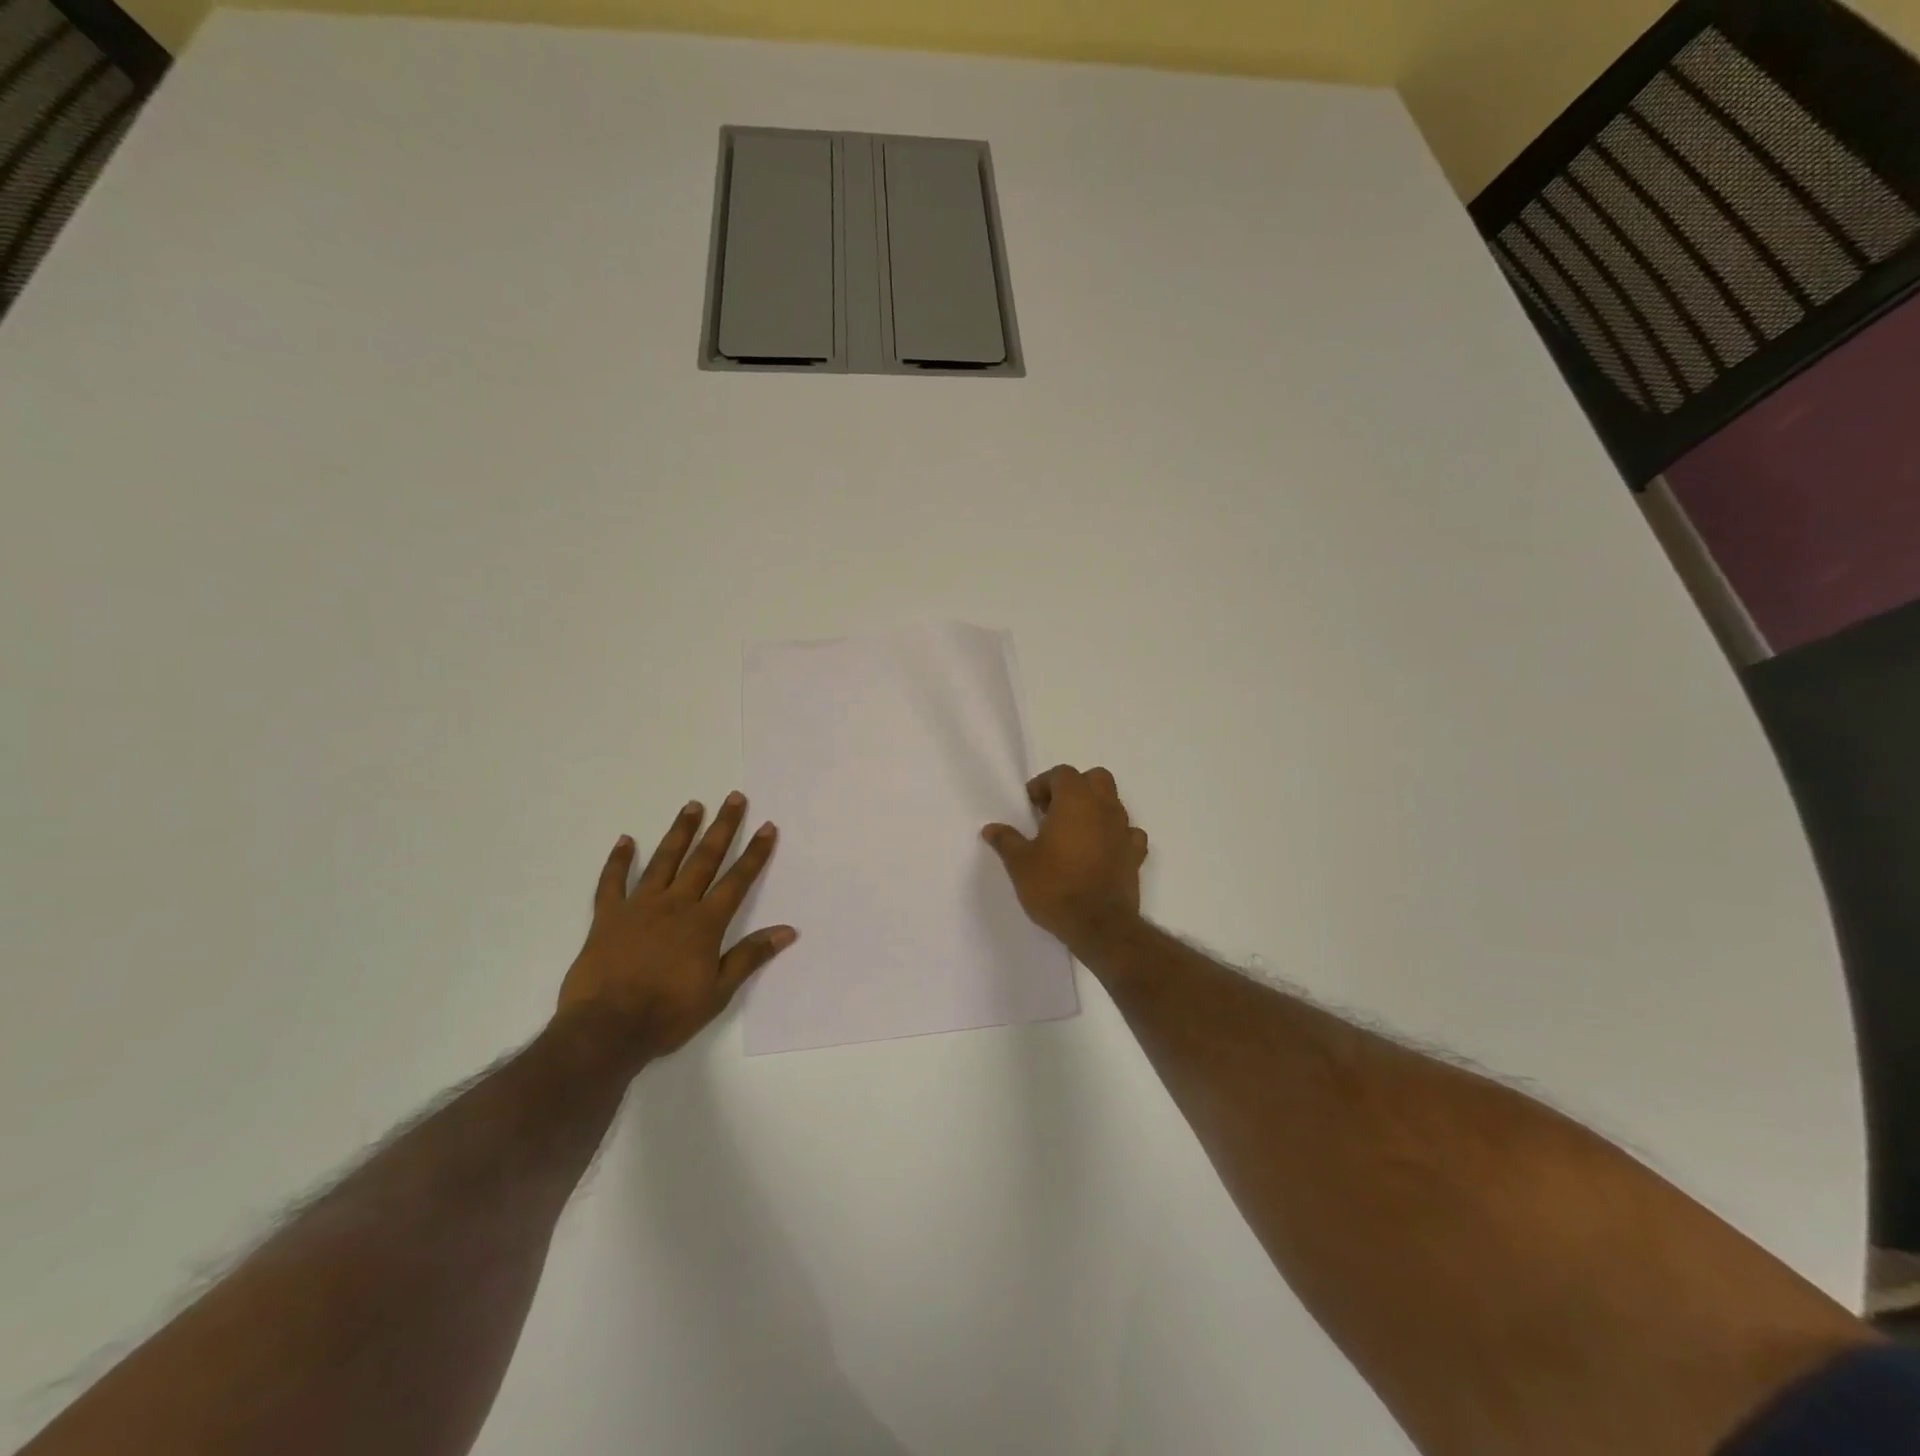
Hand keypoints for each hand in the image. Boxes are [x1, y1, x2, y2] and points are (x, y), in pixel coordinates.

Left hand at [556, 793, 795, 1060]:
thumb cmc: (668, 1014)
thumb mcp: (718, 992)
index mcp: (705, 923)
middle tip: (734, 798)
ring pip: (664, 860)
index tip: (767, 826)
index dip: (754, 853)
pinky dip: (618, 860)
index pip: (737, 880)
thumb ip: (750, 956)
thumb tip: (788, 930)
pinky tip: (625, 840)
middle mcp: (676, 905)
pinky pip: (612, 882)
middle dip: (722, 828)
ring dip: (680, 832)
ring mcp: (639, 907)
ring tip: (693, 805)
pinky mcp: (607, 917)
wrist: (606, 1029)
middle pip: (704, 859)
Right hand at [982, 765, 1148, 951]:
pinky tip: (1101, 850)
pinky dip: (1115, 835)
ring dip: (1095, 809)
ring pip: (1114, 803)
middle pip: (1095, 779)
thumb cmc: (1055, 887)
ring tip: (1074, 833)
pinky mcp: (1136, 854)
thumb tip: (991, 829)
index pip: (1062, 774)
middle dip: (1075, 788)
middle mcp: (1104, 807)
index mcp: (1075, 801)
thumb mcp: (1020, 864)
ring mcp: (1124, 830)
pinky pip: (1129, 833)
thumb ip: (1006, 841)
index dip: (1044, 784)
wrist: (1099, 925)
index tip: (1031, 805)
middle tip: (1054, 811)